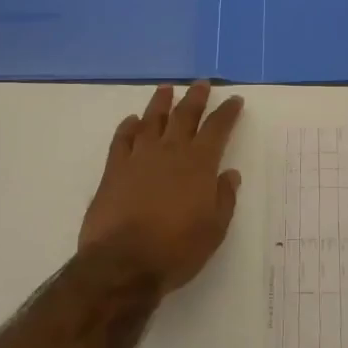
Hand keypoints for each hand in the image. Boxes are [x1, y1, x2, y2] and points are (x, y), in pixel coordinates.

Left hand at [77, 82, 244, 295]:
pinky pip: (121, 139)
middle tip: (201, 84)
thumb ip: (223, 198)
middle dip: (195, 98)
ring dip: (161, 103)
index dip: (227, 112)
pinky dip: (128, 126)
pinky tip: (132, 120)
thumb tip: (229, 174)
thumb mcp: (214, 230)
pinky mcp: (113, 169)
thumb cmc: (176, 249)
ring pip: (152, 120)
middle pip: (184, 115)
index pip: (217, 129)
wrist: (123, 263)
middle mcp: (169, 152)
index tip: (234, 100)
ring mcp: (139, 157)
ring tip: (166, 89)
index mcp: (198, 164)